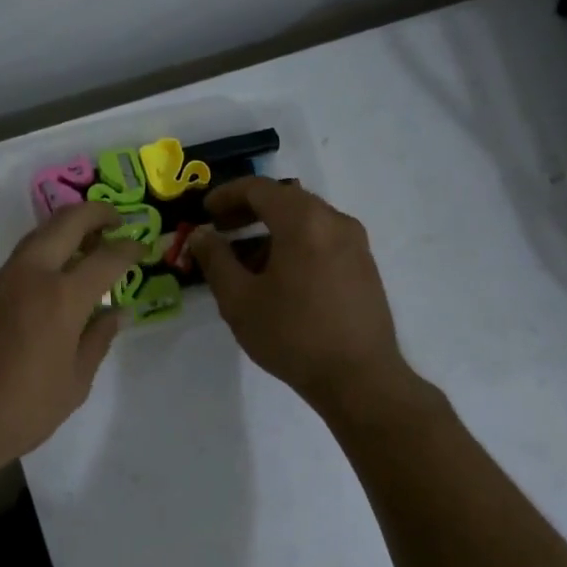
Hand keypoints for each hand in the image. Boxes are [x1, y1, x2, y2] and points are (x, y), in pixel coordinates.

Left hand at [0, 202, 145, 469]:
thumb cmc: (23, 408)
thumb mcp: (75, 382)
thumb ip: (98, 341)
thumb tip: (117, 313)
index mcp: (62, 297)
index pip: (106, 258)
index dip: (129, 248)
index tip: (143, 246)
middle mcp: (32, 275)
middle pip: (66, 222)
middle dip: (96, 213)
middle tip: (117, 219)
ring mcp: (5, 280)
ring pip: (40, 234)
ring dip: (67, 227)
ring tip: (91, 239)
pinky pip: (24, 256)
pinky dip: (47, 248)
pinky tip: (60, 268)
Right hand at [189, 178, 414, 410]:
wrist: (359, 377)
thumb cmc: (292, 335)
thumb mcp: (239, 300)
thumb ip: (215, 260)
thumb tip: (202, 235)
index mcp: (303, 221)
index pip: (259, 188)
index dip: (226, 195)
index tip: (205, 212)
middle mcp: (334, 221)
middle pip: (285, 200)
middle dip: (248, 211)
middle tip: (221, 230)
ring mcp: (355, 243)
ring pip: (305, 221)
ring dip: (271, 230)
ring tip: (244, 261)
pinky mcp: (364, 266)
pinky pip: (322, 239)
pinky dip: (294, 244)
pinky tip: (278, 277)